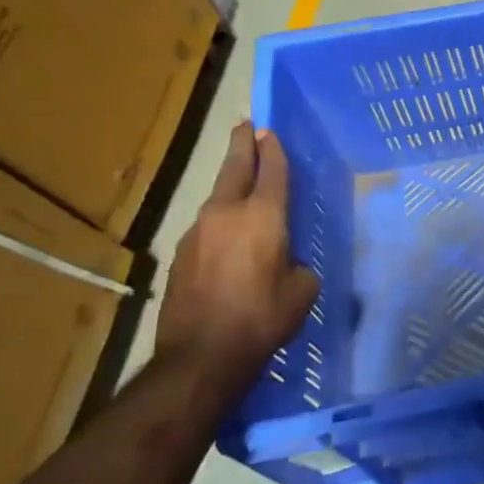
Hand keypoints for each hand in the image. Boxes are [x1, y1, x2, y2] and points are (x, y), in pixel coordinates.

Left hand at [154, 122, 318, 396]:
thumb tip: (287, 263)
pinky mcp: (180, 255)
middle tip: (246, 127)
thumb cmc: (262, 318)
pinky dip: (220, 222)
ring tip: (241, 184)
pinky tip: (229, 239)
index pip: (271, 171)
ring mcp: (197, 232)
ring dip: (230, 186)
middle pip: (234, 168)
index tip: (270, 131)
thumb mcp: (302, 291)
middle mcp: (226, 214)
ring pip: (217, 198)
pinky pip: (207, 227)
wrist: (201, 356)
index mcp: (263, 216)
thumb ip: (298, 266)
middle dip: (242, 145)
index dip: (273, 150)